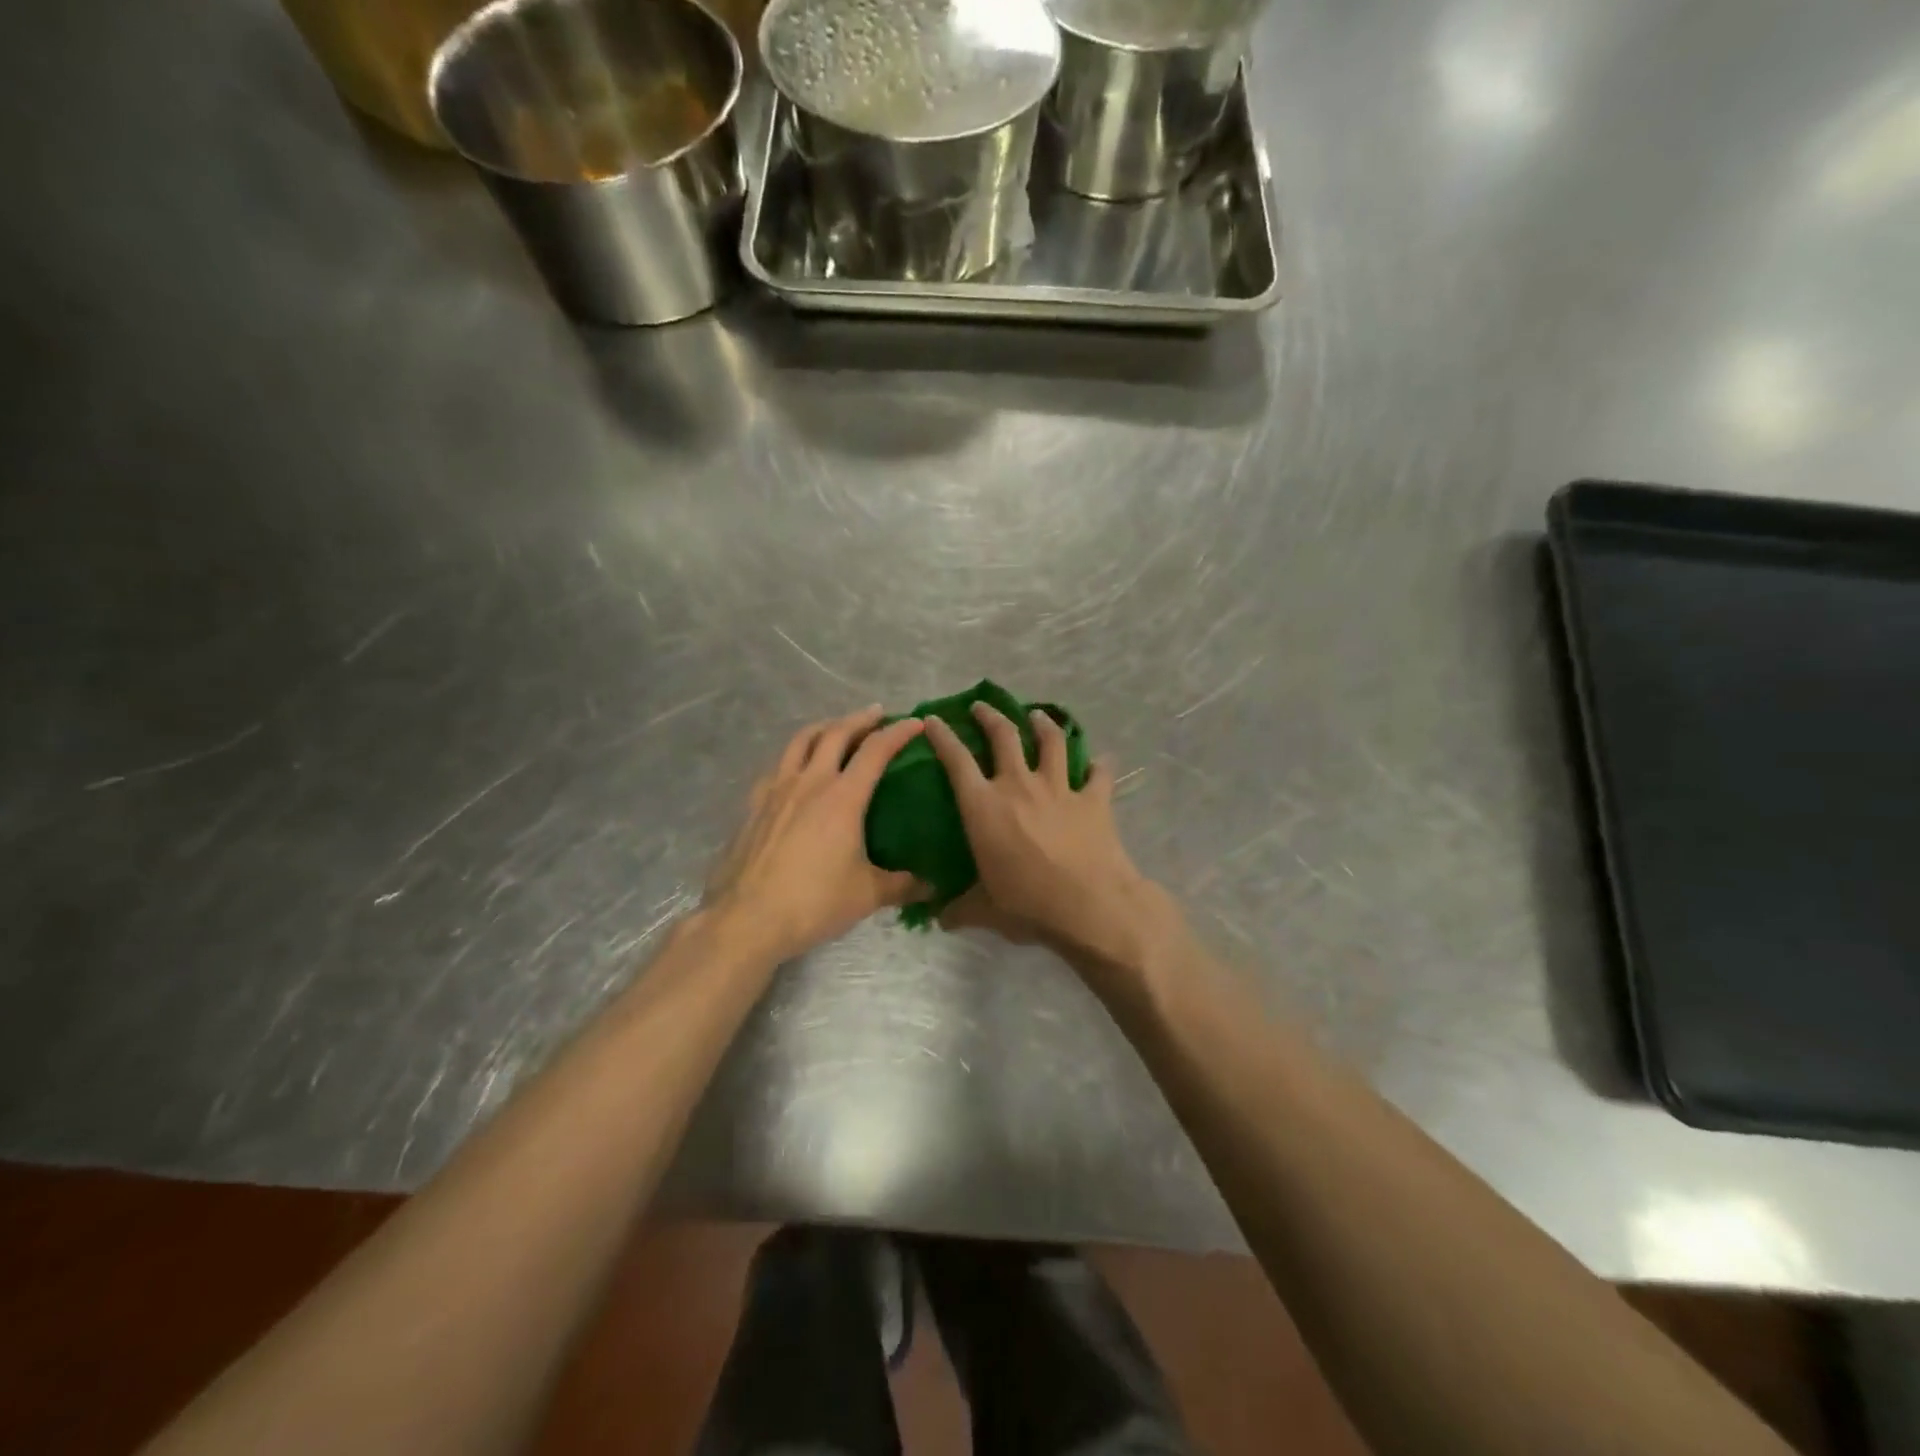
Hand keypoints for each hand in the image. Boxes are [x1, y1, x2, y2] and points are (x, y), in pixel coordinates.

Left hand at [704, 708, 927, 962]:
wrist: (746, 919)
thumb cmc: (814, 902)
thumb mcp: (866, 895)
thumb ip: (901, 885)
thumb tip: (932, 887)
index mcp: (843, 797)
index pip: (875, 751)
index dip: (897, 733)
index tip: (915, 722)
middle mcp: (810, 782)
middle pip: (835, 733)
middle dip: (860, 719)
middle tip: (877, 715)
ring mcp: (776, 790)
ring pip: (800, 741)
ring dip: (823, 727)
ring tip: (835, 728)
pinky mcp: (753, 805)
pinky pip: (777, 767)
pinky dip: (794, 757)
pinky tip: (796, 771)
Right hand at [922, 704, 1177, 970]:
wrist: (1090, 907)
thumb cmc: (1028, 905)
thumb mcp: (985, 911)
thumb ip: (960, 910)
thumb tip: (937, 919)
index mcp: (984, 807)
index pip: (956, 760)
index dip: (942, 736)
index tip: (934, 720)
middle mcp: (1019, 786)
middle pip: (1004, 736)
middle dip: (990, 716)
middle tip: (982, 706)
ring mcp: (1059, 788)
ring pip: (1051, 741)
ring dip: (1042, 723)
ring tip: (1037, 715)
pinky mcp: (1094, 799)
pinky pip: (1098, 773)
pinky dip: (1099, 765)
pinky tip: (1100, 761)